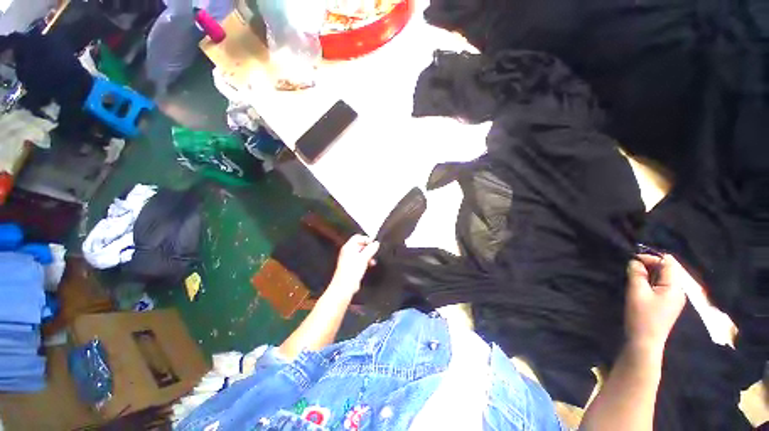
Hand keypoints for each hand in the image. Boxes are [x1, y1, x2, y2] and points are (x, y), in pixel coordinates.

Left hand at [330, 235, 379, 293]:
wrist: (344, 287)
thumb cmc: (351, 272)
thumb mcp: (363, 258)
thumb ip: (370, 249)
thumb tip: (376, 243)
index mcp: (348, 247)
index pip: (358, 237)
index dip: (366, 239)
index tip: (374, 243)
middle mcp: (348, 252)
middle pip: (359, 244)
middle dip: (368, 247)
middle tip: (375, 250)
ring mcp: (349, 259)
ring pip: (361, 252)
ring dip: (368, 254)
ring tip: (373, 259)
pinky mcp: (352, 266)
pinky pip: (360, 260)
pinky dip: (366, 260)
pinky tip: (371, 264)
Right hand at [625, 254, 686, 354]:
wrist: (645, 342)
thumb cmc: (642, 316)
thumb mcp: (636, 292)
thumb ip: (636, 274)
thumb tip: (634, 261)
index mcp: (675, 287)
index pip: (668, 262)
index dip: (651, 257)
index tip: (632, 259)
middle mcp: (679, 290)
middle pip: (668, 269)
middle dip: (650, 264)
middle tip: (631, 267)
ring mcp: (674, 298)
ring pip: (664, 277)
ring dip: (649, 273)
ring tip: (633, 275)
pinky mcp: (667, 304)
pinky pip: (661, 285)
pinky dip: (650, 281)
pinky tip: (640, 286)